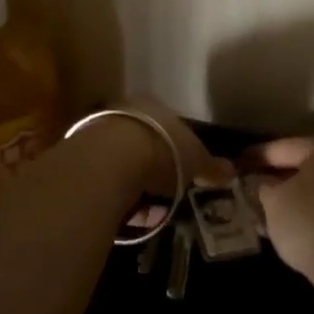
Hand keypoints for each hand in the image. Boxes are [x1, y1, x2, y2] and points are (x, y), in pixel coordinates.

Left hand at [79, 97, 229, 227]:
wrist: (112, 158)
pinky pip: (106, 175)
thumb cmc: (164, 149)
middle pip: (144, 140)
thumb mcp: (196, 160)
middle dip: (154, 166)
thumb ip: (212, 166)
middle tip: (165, 192)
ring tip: (145, 207)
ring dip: (133, 180)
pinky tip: (124, 208)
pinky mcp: (82, 153)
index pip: (169, 125)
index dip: (178, 150)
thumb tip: (231, 171)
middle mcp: (128, 110)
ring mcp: (101, 129)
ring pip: (123, 158)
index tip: (183, 172)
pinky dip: (116, 190)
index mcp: (156, 105)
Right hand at [241, 137, 313, 289]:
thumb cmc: (309, 221)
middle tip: (250, 188)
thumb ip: (262, 186)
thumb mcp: (273, 201)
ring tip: (263, 213)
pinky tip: (287, 230)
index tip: (238, 164)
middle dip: (276, 180)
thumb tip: (258, 183)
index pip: (286, 147)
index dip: (258, 156)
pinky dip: (308, 217)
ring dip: (291, 201)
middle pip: (305, 169)